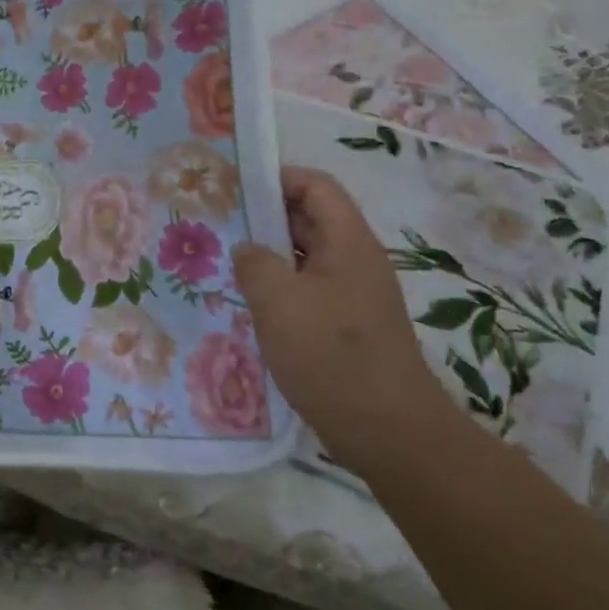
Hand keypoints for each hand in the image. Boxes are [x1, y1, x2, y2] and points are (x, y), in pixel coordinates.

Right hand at [233, 167, 453, 472]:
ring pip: (308, 257)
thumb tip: (248, 249)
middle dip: (266, 217)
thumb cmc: (331, 354)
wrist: (388, 431)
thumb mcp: (278, 301)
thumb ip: (254, 263)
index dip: (277, 178)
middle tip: (220, 224)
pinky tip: (253, 304)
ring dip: (271, 255)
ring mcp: (356, 294)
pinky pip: (311, 289)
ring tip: (228, 262)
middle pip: (311, 218)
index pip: (316, 186)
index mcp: (347, 241)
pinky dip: (282, 287)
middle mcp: (356, 260)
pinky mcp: (350, 325)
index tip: (235, 189)